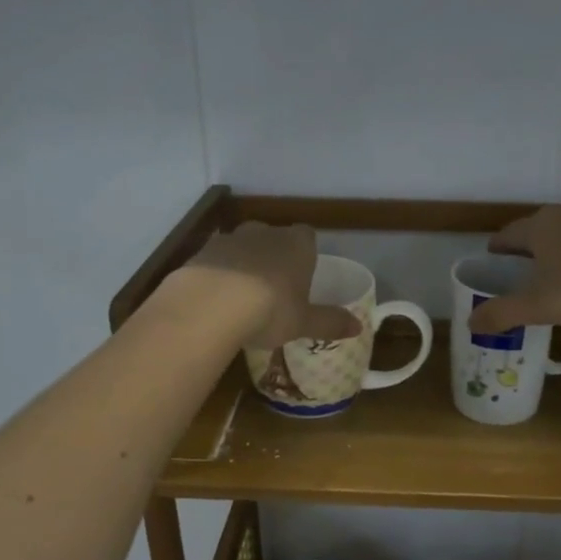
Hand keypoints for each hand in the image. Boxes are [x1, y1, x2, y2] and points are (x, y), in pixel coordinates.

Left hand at [171, 222, 360, 349]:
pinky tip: (216, 301)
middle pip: (274, 238)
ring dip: (244, 265)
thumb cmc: (270, 309)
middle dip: (274, 257)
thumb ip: (330, 322)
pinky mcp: (201, 252)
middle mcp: (265, 233)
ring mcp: (230, 239)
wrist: (210, 304)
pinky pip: (216, 261)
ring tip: (243, 297)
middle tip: (274, 288)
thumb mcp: (304, 322)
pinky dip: (218, 275)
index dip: (306, 254)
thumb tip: (359, 327)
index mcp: (297, 244)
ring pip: (242, 247)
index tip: (303, 276)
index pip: (308, 236)